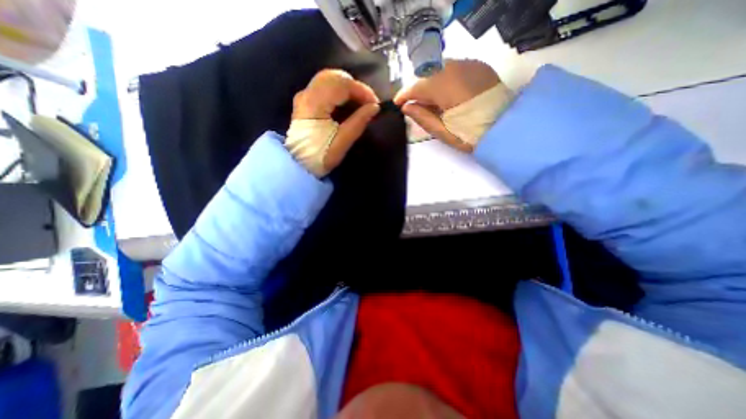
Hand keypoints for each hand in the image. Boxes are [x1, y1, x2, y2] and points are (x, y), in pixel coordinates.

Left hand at [287, 69, 379, 175]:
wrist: (299, 164)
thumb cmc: (321, 157)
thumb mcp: (342, 143)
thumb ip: (358, 122)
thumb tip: (375, 107)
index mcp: (314, 104)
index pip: (341, 85)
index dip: (361, 91)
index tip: (375, 104)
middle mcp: (306, 94)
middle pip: (334, 76)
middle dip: (355, 87)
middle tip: (368, 102)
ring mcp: (304, 96)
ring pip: (329, 79)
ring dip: (348, 88)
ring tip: (360, 103)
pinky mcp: (305, 101)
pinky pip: (324, 87)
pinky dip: (339, 92)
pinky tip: (347, 104)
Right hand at [393, 58, 510, 149]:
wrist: (507, 128)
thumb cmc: (471, 135)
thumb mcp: (443, 132)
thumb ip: (423, 117)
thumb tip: (406, 107)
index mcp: (446, 87)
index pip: (417, 86)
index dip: (404, 95)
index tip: (397, 104)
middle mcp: (456, 69)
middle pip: (427, 75)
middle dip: (417, 89)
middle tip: (413, 105)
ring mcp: (470, 65)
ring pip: (440, 69)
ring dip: (430, 83)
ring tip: (429, 101)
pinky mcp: (479, 67)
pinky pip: (453, 69)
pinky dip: (444, 79)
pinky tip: (445, 94)